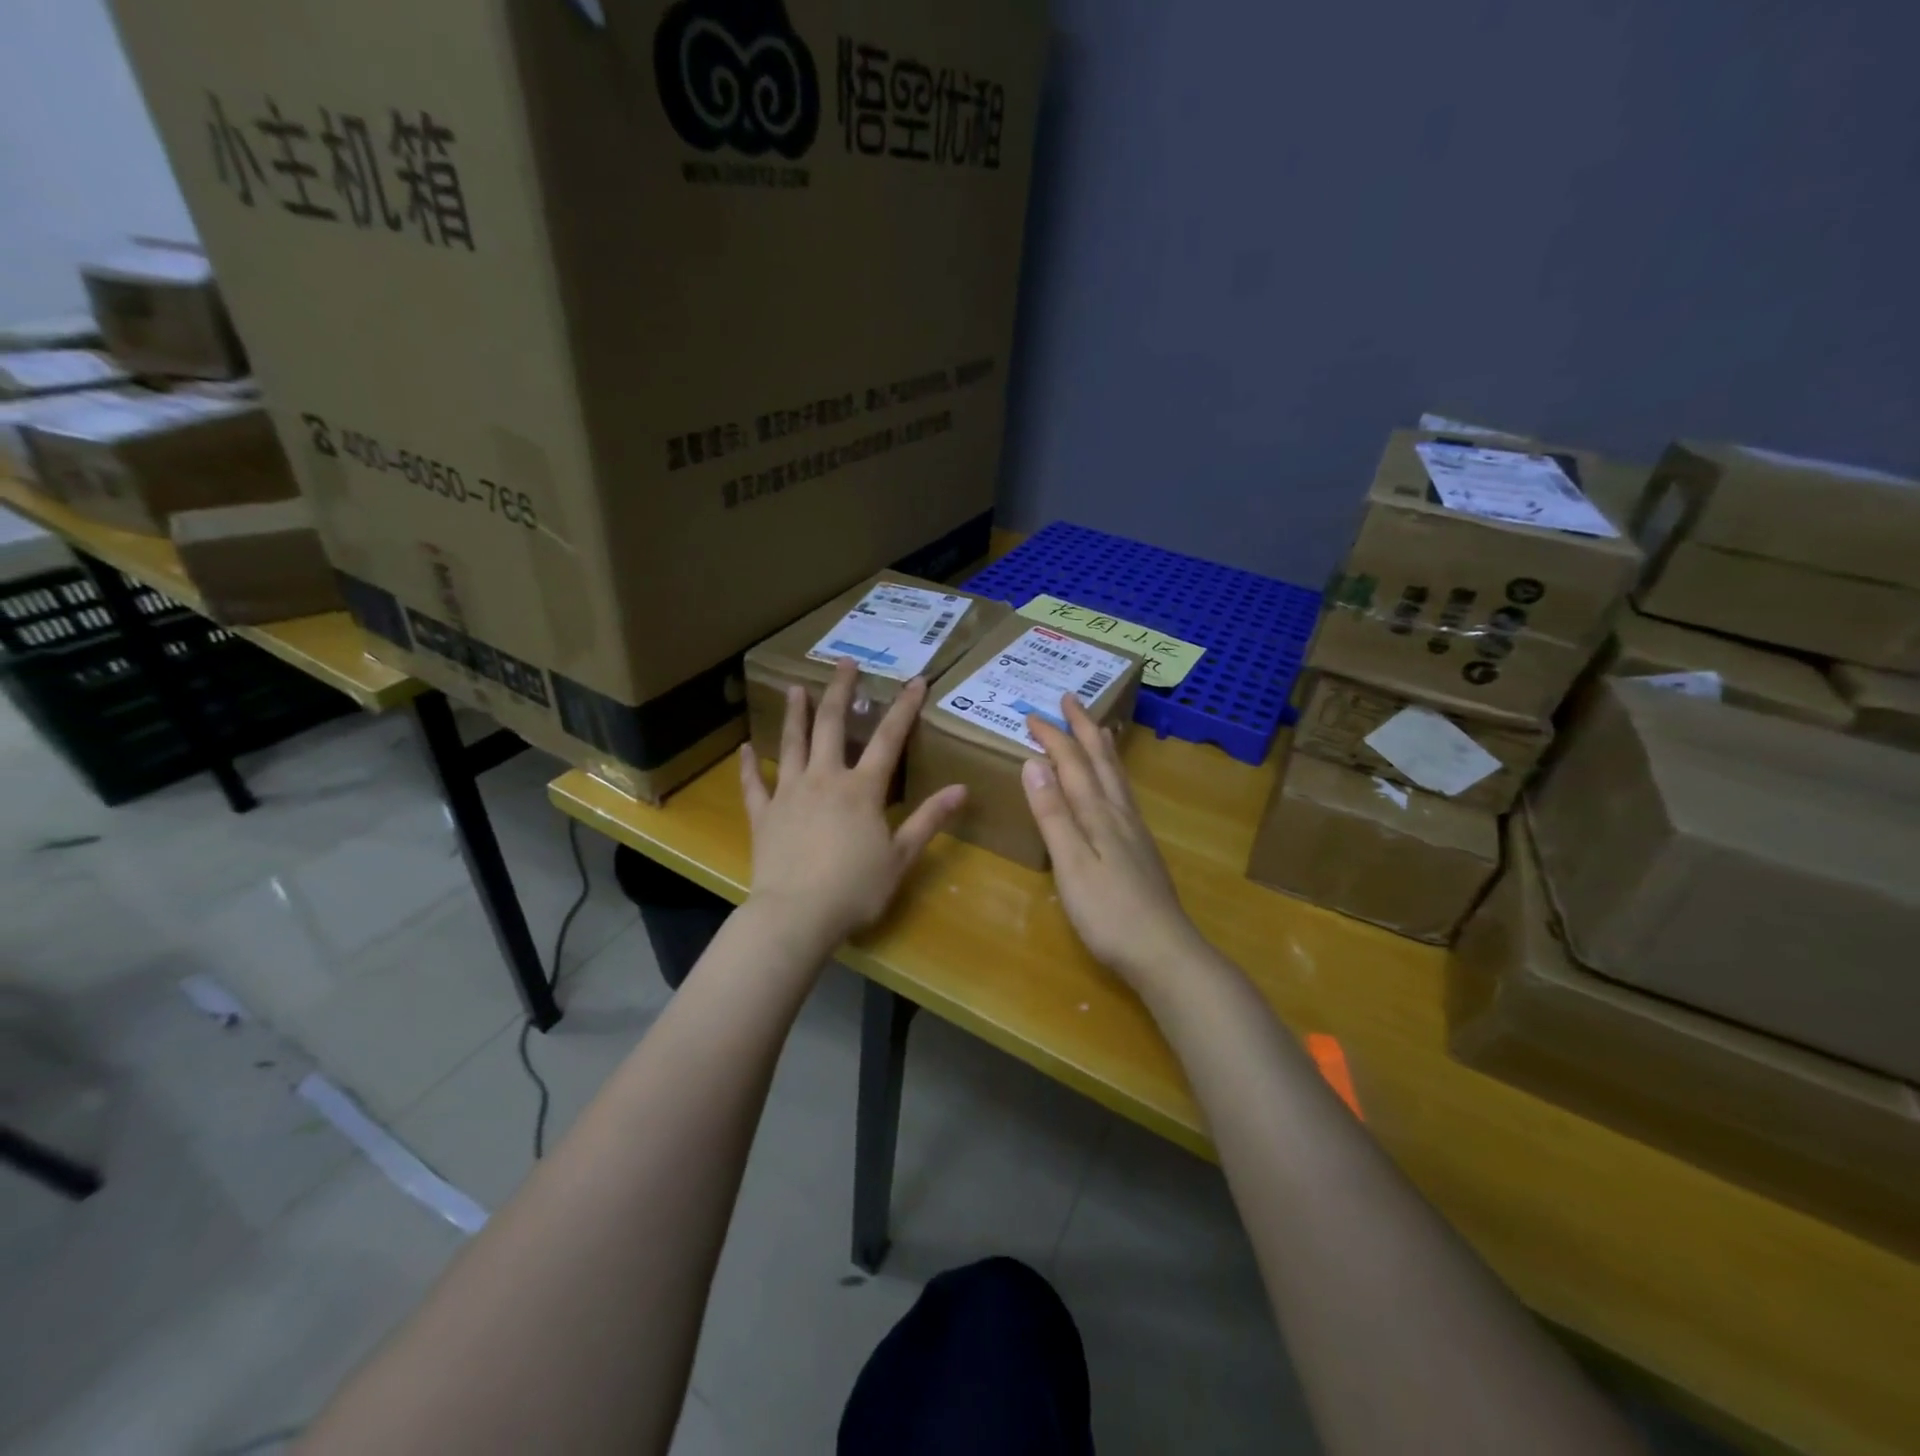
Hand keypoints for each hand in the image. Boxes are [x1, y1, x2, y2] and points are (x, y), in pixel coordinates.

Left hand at [740, 657, 965, 952]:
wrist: (796, 916)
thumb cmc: (855, 889)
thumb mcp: (901, 857)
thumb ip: (929, 820)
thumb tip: (962, 789)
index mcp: (861, 790)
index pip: (889, 739)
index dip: (904, 708)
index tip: (916, 680)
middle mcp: (824, 779)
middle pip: (832, 726)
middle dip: (841, 691)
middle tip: (844, 663)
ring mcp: (789, 794)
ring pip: (792, 744)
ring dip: (795, 714)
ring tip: (796, 688)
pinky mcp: (764, 815)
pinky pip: (754, 785)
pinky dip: (749, 766)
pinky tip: (745, 748)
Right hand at [1021, 695, 1209, 994]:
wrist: (1164, 952)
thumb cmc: (1108, 912)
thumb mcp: (1071, 864)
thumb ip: (1052, 814)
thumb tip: (1033, 763)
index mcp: (1098, 814)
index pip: (1071, 763)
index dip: (1053, 737)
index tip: (1031, 714)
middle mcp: (1119, 813)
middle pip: (1101, 760)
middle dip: (1083, 727)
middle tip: (1070, 699)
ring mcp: (1134, 831)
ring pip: (1117, 775)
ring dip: (1103, 746)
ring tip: (1098, 727)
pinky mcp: (1141, 849)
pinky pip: (1124, 794)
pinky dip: (1115, 775)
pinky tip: (1115, 785)